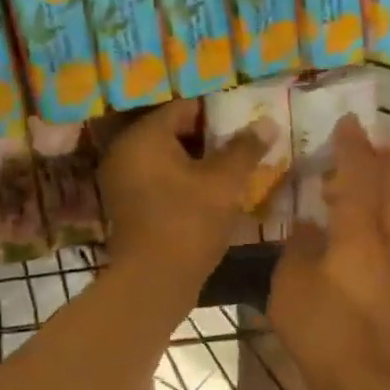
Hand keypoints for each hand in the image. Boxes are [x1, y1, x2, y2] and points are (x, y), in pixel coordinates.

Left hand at [100, 99, 276, 299]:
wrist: (154, 281)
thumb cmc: (189, 222)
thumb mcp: (224, 182)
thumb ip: (245, 148)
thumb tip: (267, 122)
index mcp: (143, 137)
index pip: (184, 107)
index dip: (217, 113)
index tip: (244, 122)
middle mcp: (125, 152)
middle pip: (173, 132)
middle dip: (208, 137)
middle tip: (241, 144)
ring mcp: (122, 180)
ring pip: (167, 158)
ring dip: (197, 161)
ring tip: (231, 168)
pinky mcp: (127, 205)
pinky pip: (158, 180)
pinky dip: (182, 181)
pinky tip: (209, 191)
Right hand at [267, 115, 389, 389]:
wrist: (359, 375)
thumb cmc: (321, 324)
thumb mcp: (291, 280)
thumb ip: (298, 246)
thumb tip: (306, 224)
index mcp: (357, 231)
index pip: (358, 176)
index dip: (353, 147)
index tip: (348, 120)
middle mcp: (382, 238)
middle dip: (384, 159)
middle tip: (371, 139)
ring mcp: (389, 261)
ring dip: (387, 183)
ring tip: (370, 169)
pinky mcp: (387, 280)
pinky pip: (389, 228)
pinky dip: (380, 209)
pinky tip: (359, 217)